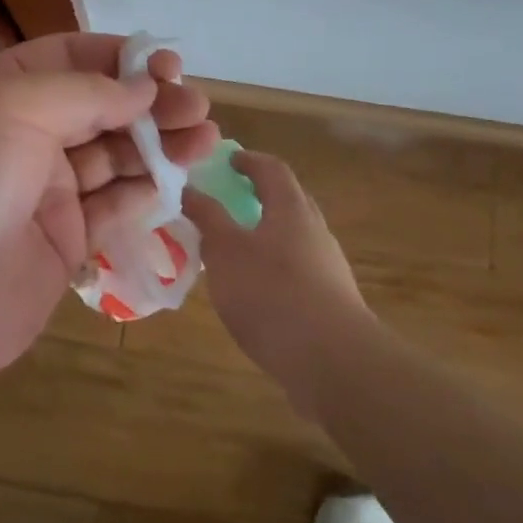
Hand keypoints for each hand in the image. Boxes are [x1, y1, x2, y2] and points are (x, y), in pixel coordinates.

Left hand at [0, 34, 218, 400]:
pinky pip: (114, 207)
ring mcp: (45, 191)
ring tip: (204, 140)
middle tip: (197, 108)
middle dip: (150, 103)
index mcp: (0, 92)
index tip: (167, 67)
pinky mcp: (64, 242)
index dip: (120, 58)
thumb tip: (142, 88)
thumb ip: (82, 93)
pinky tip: (176, 181)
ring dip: (159, 145)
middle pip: (101, 106)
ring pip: (115, 156)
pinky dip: (146, 192)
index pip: (70, 57)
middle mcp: (25, 135)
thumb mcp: (7, 113)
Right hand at [182, 151, 373, 396]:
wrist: (333, 362)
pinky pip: (298, 272)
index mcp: (291, 209)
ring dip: (265, 237)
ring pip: (293, 239)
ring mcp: (328, 268)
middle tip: (229, 202)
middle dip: (259, 197)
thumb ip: (207, 218)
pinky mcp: (331, 303)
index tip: (228, 161)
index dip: (249, 161)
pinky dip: (274, 270)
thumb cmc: (272, 293)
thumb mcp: (225, 251)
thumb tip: (189, 189)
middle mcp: (315, 231)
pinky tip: (255, 295)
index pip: (272, 169)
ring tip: (234, 252)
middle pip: (288, 201)